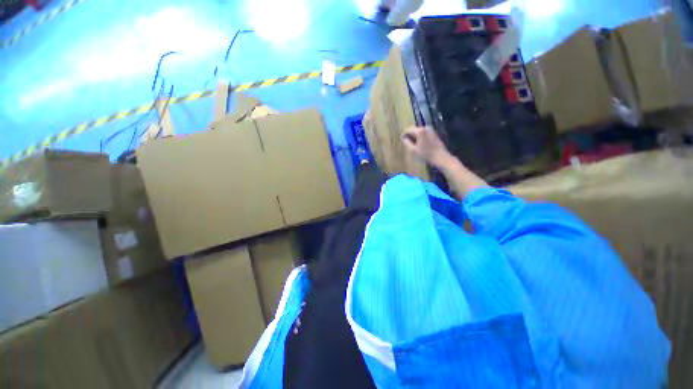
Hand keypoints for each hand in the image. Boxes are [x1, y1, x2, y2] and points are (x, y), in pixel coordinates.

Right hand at [402, 126, 451, 167]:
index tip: (401, 140)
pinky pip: (424, 134)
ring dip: (415, 137)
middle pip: (414, 130)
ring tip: (413, 145)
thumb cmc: (425, 154)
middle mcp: (425, 128)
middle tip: (406, 143)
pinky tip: (419, 145)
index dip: (404, 135)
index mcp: (420, 131)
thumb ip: (407, 143)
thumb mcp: (413, 150)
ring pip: (419, 132)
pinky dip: (420, 138)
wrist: (440, 157)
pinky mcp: (434, 134)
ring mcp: (431, 130)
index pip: (408, 130)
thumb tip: (404, 138)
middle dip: (410, 135)